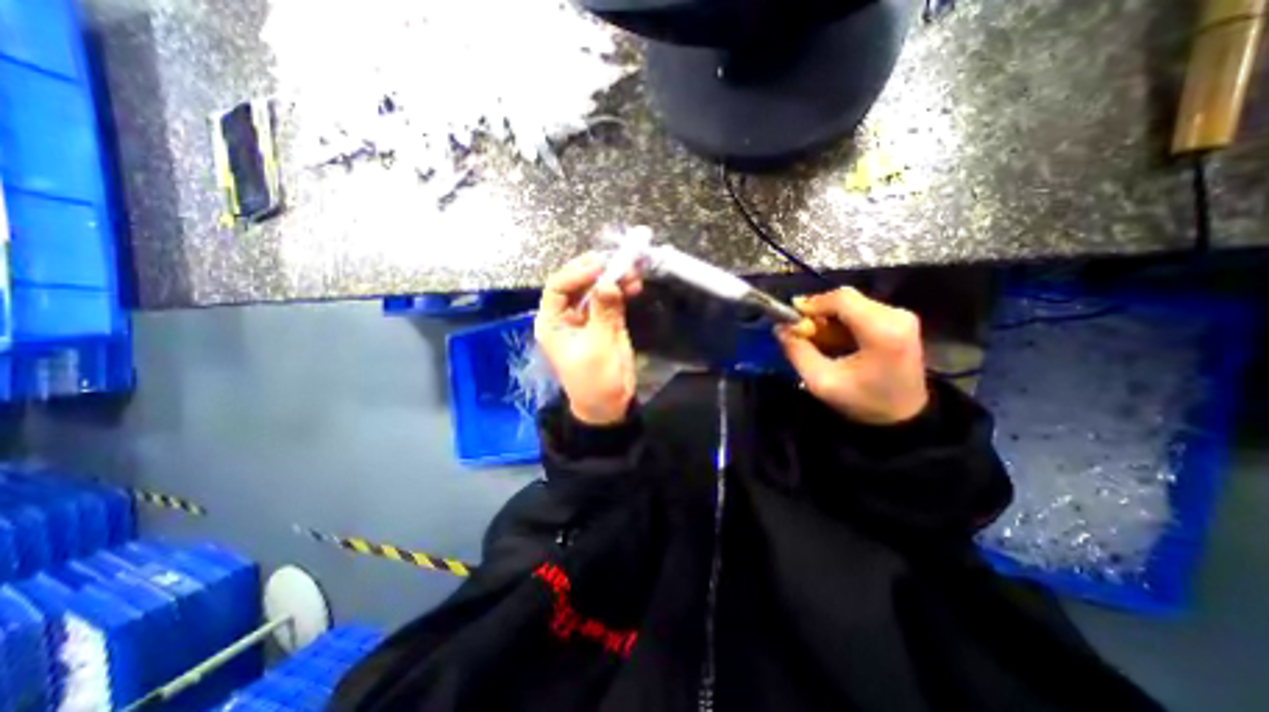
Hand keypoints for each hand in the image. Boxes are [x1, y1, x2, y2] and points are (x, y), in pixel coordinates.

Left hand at [533, 252, 644, 426]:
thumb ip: (603, 313)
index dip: (577, 273)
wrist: (609, 404)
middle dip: (598, 270)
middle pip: (578, 283)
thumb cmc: (595, 380)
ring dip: (614, 277)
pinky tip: (635, 285)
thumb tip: (608, 282)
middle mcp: (567, 315)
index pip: (558, 287)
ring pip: (597, 288)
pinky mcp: (606, 320)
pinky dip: (623, 290)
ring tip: (633, 271)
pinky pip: (612, 298)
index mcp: (553, 322)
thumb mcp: (598, 347)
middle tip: (618, 260)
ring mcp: (588, 316)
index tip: (600, 266)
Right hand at [767, 287, 928, 425]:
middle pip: (846, 299)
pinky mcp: (900, 321)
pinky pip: (862, 310)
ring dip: (829, 318)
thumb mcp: (821, 381)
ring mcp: (901, 316)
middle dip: (819, 312)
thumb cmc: (863, 401)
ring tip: (817, 340)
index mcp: (881, 330)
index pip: (841, 299)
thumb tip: (780, 328)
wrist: (905, 417)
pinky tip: (834, 340)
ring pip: (852, 303)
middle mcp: (896, 316)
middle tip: (802, 331)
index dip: (812, 303)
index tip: (791, 317)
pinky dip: (842, 321)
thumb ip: (797, 352)